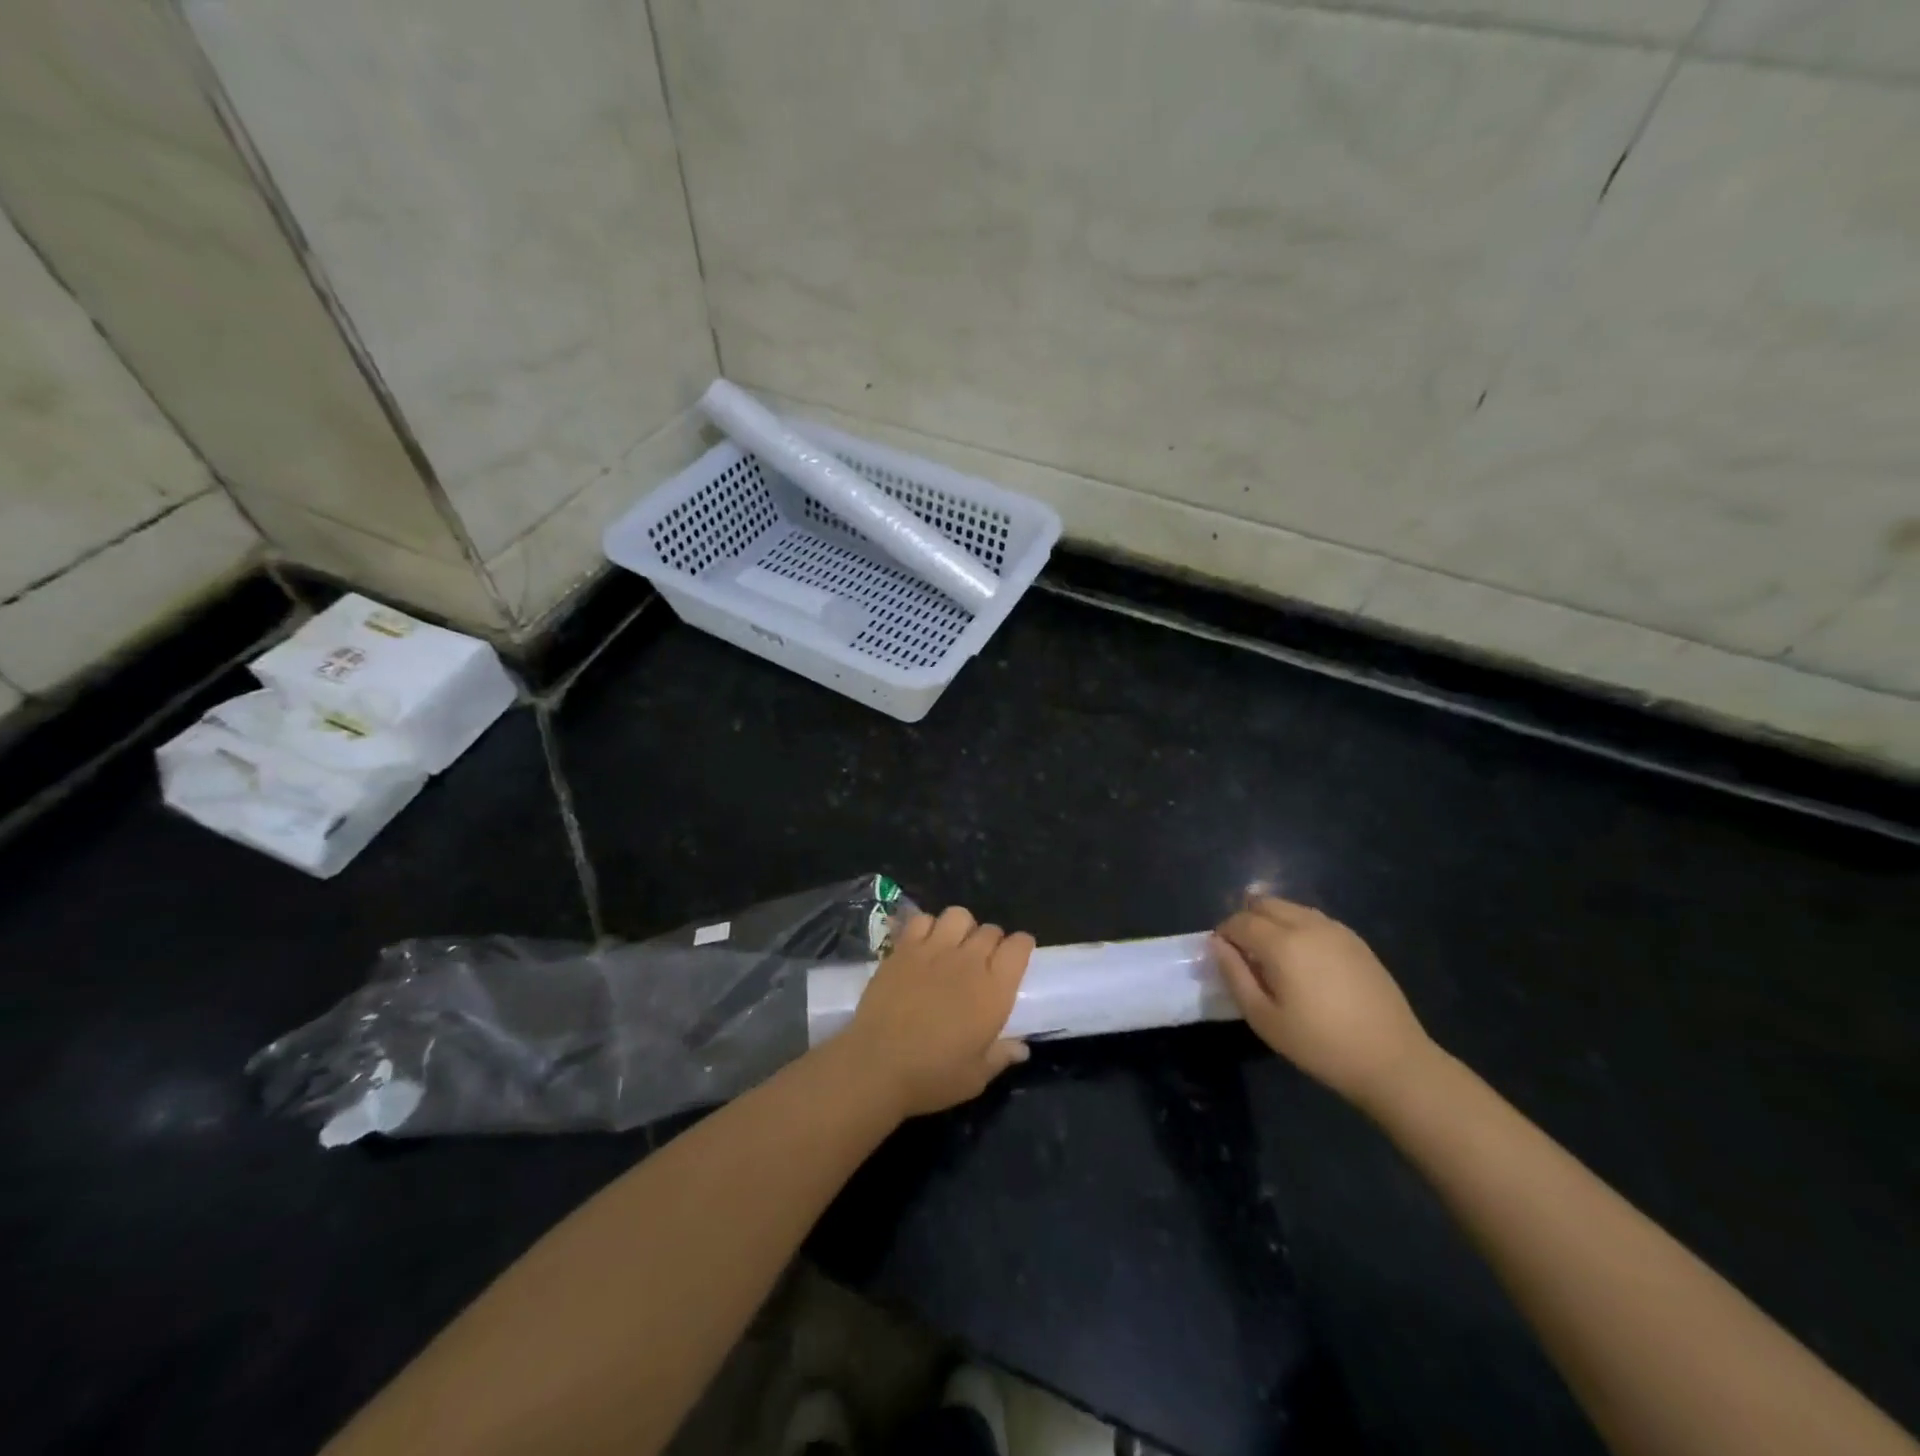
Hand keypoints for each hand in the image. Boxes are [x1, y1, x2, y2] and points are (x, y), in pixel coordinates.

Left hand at [840, 906, 1034, 1118]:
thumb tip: (1022, 1047)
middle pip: (990, 930)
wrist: (876, 1065)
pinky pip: (922, 920)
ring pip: (958, 915)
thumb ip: (1001, 1056)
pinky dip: (927, 927)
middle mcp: (968, 961)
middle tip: (983, 962)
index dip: (1021, 947)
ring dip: (962, 928)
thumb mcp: (975, 1077)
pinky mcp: (903, 949)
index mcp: (994, 990)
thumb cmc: (932, 1076)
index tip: (1016, 958)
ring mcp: (933, 950)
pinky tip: (923, 946)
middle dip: (992, 941)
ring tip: (954, 947)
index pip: (1019, 947)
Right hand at [1213, 895, 1434, 1110]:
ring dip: (1272, 921)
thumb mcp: (1264, 1018)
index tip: (1222, 956)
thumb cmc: (1320, 1045)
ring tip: (1273, 956)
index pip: (1240, 921)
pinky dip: (1297, 926)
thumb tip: (1216, 944)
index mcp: (1282, 943)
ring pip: (1291, 907)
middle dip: (1247, 920)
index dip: (1224, 934)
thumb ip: (1234, 975)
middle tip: (1245, 953)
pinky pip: (1315, 919)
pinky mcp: (1356, 941)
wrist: (1392, 1060)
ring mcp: (1336, 930)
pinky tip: (1304, 959)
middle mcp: (1307, 925)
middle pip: (1264, 903)